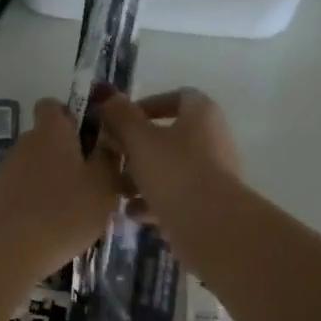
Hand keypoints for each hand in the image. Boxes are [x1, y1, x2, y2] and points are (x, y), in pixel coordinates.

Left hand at [0, 98, 121, 277]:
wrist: (13, 248)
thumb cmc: (66, 209)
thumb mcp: (104, 183)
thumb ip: (109, 157)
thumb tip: (108, 140)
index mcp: (51, 130)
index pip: (53, 105)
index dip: (72, 116)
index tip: (91, 138)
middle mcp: (26, 142)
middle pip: (49, 138)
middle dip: (71, 153)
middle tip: (96, 179)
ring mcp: (9, 170)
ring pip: (39, 166)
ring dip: (57, 179)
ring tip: (80, 207)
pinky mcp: (2, 197)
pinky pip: (28, 189)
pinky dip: (42, 199)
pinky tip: (58, 224)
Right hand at [95, 89, 241, 231]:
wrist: (212, 226)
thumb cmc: (174, 172)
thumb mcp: (139, 140)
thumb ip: (121, 116)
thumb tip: (106, 94)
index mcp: (202, 115)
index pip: (177, 97)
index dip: (148, 105)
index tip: (121, 121)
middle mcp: (213, 139)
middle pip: (171, 136)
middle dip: (138, 148)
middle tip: (112, 157)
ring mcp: (214, 173)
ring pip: (172, 168)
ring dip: (143, 177)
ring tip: (118, 190)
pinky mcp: (210, 204)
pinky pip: (178, 196)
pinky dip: (155, 201)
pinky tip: (133, 213)